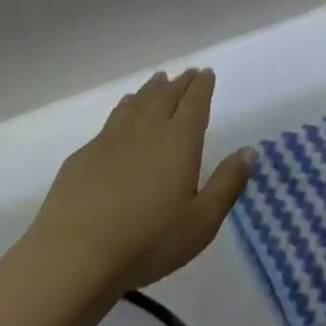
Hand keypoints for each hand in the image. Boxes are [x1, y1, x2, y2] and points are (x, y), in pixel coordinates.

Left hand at [24, 69, 252, 304]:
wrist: (75, 253)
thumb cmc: (149, 241)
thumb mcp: (201, 221)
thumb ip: (227, 183)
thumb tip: (249, 151)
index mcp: (179, 140)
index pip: (194, 102)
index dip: (202, 86)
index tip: (207, 73)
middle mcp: (146, 129)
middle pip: (166, 96)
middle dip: (180, 83)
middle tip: (188, 73)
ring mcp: (111, 138)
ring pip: (137, 102)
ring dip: (151, 90)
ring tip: (158, 82)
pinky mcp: (85, 154)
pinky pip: (113, 118)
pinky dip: (125, 107)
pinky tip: (123, 112)